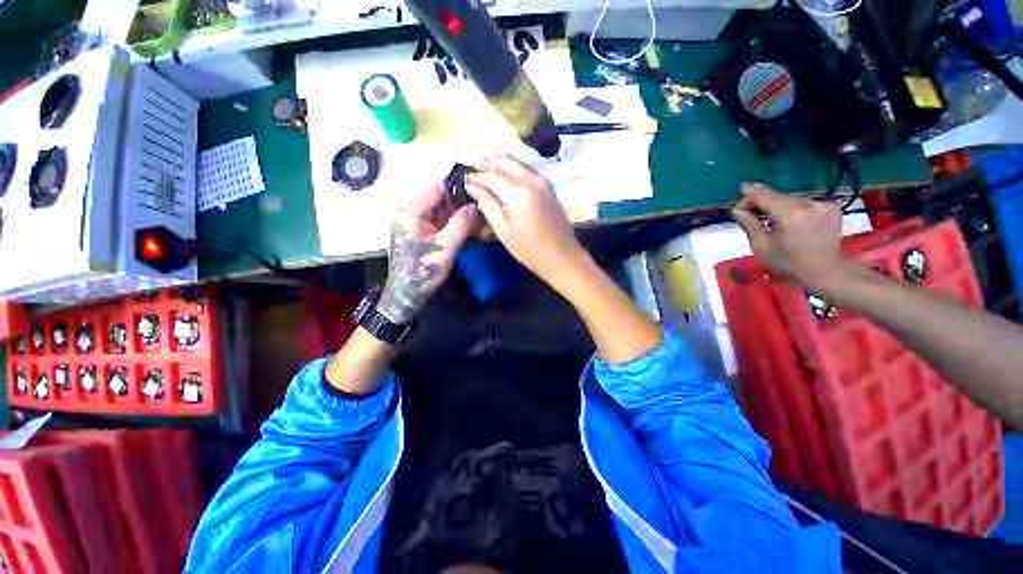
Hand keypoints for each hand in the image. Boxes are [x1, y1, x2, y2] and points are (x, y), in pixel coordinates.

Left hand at [377, 181, 479, 323]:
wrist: (408, 294)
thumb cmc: (423, 271)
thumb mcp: (444, 247)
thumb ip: (461, 224)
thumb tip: (476, 205)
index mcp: (411, 211)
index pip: (436, 189)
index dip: (458, 186)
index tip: (479, 187)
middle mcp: (412, 212)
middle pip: (441, 198)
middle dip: (462, 200)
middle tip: (485, 202)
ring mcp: (418, 223)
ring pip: (444, 210)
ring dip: (461, 211)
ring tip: (482, 212)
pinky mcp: (424, 233)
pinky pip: (443, 221)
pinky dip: (457, 222)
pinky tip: (472, 223)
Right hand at [465, 156, 586, 288]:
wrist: (562, 256)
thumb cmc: (529, 249)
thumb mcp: (503, 230)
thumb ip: (487, 204)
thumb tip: (472, 186)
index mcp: (518, 191)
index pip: (491, 174)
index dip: (475, 176)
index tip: (464, 179)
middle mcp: (532, 179)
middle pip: (506, 161)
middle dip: (487, 162)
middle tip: (473, 169)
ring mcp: (543, 181)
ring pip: (518, 163)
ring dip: (500, 164)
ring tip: (485, 172)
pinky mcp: (549, 186)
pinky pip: (527, 170)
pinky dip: (513, 170)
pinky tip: (504, 179)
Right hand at [731, 183, 848, 291]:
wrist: (825, 271)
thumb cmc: (788, 262)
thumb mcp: (762, 246)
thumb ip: (749, 225)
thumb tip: (737, 210)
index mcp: (790, 214)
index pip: (764, 196)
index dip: (748, 198)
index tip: (738, 206)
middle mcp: (808, 204)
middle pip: (778, 195)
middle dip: (761, 200)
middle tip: (747, 207)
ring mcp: (823, 204)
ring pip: (791, 199)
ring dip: (777, 204)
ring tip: (767, 214)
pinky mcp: (831, 207)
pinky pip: (805, 202)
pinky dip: (794, 207)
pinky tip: (789, 218)